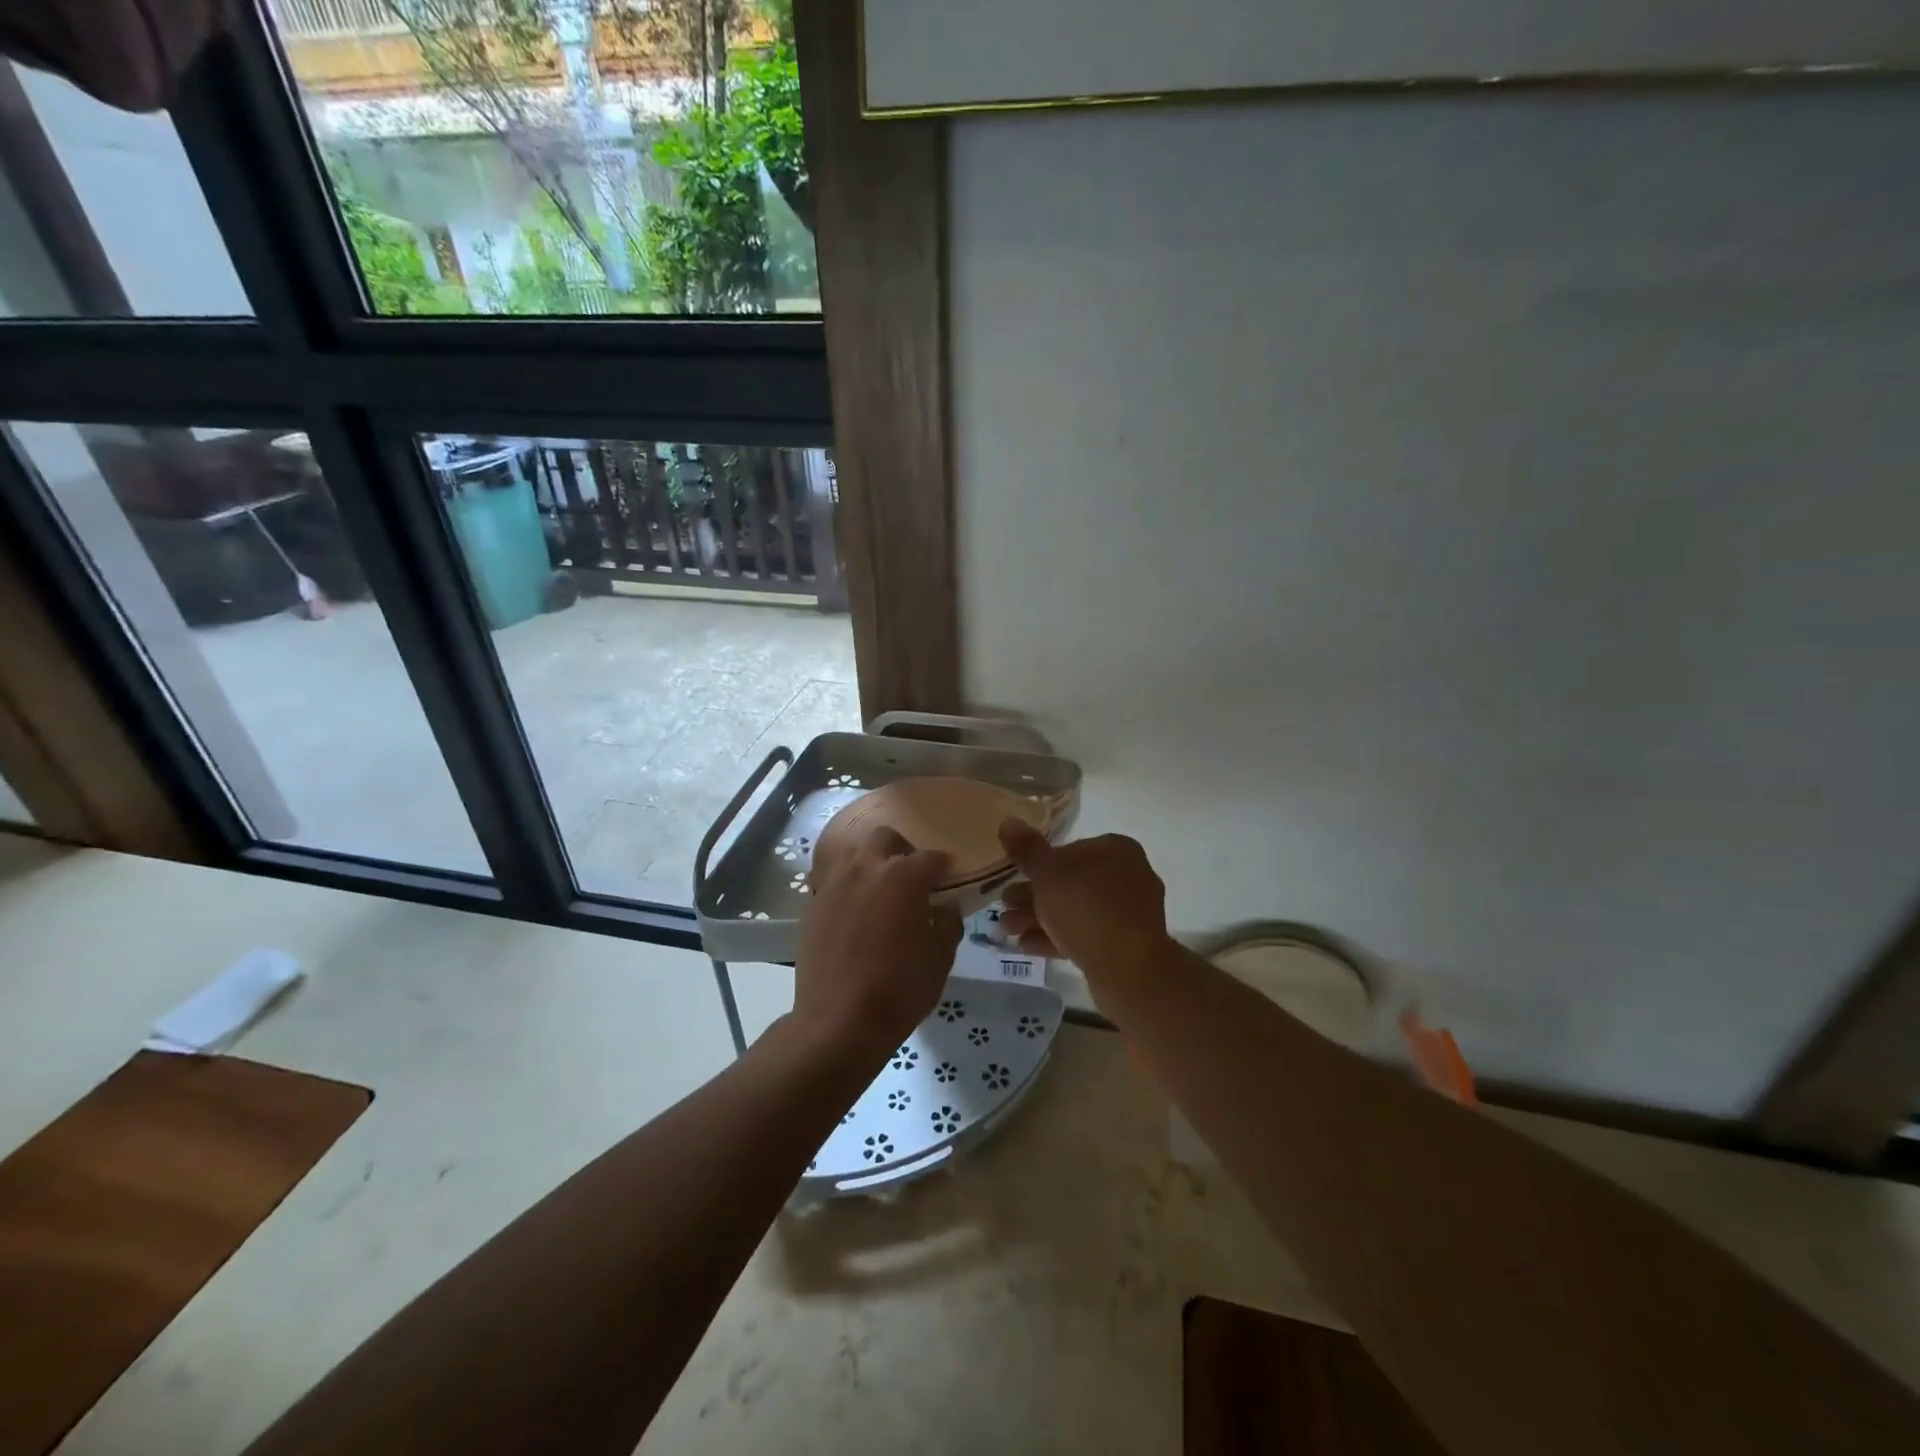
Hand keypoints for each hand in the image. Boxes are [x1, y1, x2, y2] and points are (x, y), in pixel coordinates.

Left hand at [793, 826, 962, 1064]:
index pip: (931, 858)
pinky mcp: (812, 903)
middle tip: (912, 878)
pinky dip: (847, 886)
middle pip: (886, 838)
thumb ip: (947, 923)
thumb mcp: (940, 958)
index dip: (945, 867)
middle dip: (902, 851)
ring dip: (870, 862)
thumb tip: (944, 907)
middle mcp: (865, 867)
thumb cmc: (899, 989)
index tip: (950, 880)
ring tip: (879, 889)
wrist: (838, 1021)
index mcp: (902, 875)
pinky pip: (832, 880)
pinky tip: (854, 910)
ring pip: (853, 853)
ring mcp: (833, 883)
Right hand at [997, 821, 1171, 996]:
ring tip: (1006, 929)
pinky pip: (1086, 934)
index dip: (1038, 864)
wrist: (1128, 968)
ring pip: (1075, 910)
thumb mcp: (1047, 873)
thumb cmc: (1085, 907)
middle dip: (1033, 896)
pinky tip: (1027, 945)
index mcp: (1116, 850)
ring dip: (1039, 918)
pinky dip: (1057, 937)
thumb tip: (1008, 822)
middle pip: (1070, 882)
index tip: (1014, 877)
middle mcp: (1128, 876)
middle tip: (1004, 905)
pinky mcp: (1125, 945)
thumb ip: (1027, 849)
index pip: (1070, 849)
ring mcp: (1129, 913)